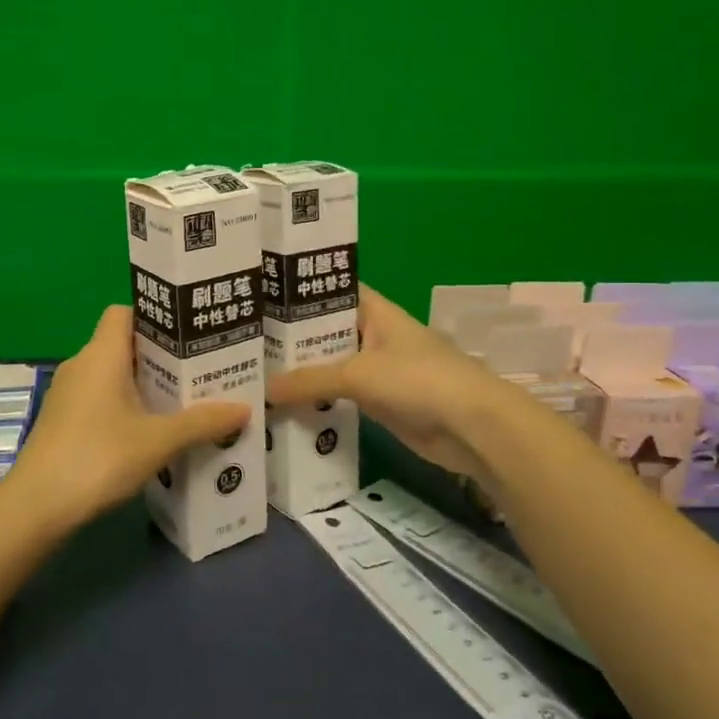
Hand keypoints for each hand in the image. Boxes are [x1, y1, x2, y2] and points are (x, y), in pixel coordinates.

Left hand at [3, 306, 250, 529]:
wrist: (37, 506)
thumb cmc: (98, 458)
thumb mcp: (158, 441)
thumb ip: (201, 422)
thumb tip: (243, 408)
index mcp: (101, 354)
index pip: (125, 312)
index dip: (155, 317)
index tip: (188, 334)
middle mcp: (81, 364)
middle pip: (124, 344)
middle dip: (161, 356)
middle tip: (200, 371)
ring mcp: (68, 394)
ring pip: (113, 375)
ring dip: (145, 385)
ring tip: (184, 402)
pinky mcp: (63, 421)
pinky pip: (101, 399)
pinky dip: (126, 407)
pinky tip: (151, 432)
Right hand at [267, 284, 502, 478]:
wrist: (472, 427)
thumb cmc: (418, 380)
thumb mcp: (358, 374)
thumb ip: (309, 380)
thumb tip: (264, 390)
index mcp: (374, 312)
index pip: (331, 291)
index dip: (299, 293)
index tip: (261, 298)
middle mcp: (374, 336)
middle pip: (326, 332)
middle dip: (291, 340)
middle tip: (245, 345)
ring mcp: (377, 370)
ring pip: (331, 367)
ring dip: (302, 375)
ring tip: (254, 375)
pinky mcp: (379, 403)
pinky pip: (340, 398)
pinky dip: (318, 402)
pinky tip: (283, 407)